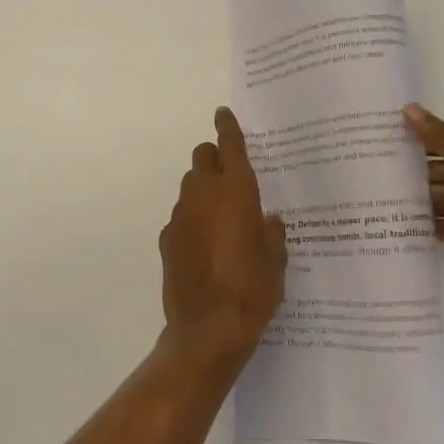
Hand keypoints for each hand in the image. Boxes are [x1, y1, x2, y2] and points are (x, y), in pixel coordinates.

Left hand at [159, 108, 288, 366]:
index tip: (224, 113)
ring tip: (221, 214)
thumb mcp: (276, 260)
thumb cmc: (253, 289)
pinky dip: (192, 219)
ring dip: (203, 189)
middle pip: (202, 157)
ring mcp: (181, 216)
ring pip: (189, 186)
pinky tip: (205, 245)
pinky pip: (181, 216)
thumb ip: (271, 232)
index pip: (229, 145)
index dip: (227, 126)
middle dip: (214, 158)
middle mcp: (204, 195)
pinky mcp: (167, 239)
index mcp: (236, 191)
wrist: (208, 329)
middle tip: (231, 175)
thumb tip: (268, 219)